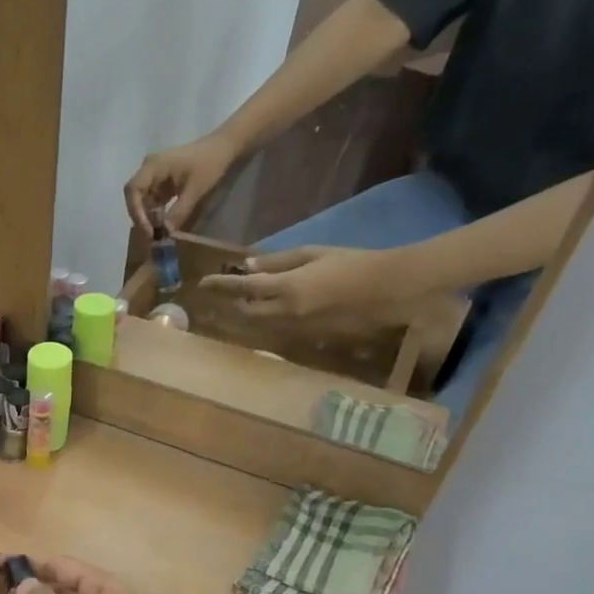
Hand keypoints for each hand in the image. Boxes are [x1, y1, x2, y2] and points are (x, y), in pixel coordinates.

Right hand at [124, 134, 238, 235]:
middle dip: (140, 217)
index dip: (137, 212)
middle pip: (134, 196)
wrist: (224, 147)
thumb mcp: (195, 190)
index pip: (134, 190)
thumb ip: (178, 213)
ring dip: (148, 217)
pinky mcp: (161, 182)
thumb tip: (166, 235)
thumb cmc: (210, 163)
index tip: (148, 230)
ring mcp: (154, 175)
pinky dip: (156, 213)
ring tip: (157, 233)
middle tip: (151, 236)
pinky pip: (152, 200)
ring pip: (142, 200)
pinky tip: (163, 225)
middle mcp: (148, 169)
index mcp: (153, 166)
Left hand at [197, 244, 391, 319]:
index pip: (243, 287)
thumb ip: (277, 261)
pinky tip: (271, 310)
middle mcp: (285, 313)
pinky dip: (267, 320)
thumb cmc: (353, 263)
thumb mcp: (314, 254)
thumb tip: (246, 265)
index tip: (203, 283)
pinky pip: (277, 330)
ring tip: (245, 300)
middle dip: (233, 302)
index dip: (221, 285)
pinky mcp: (306, 339)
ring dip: (248, 313)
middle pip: (246, 311)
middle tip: (227, 291)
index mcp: (287, 288)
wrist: (389, 291)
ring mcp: (295, 329)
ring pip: (259, 323)